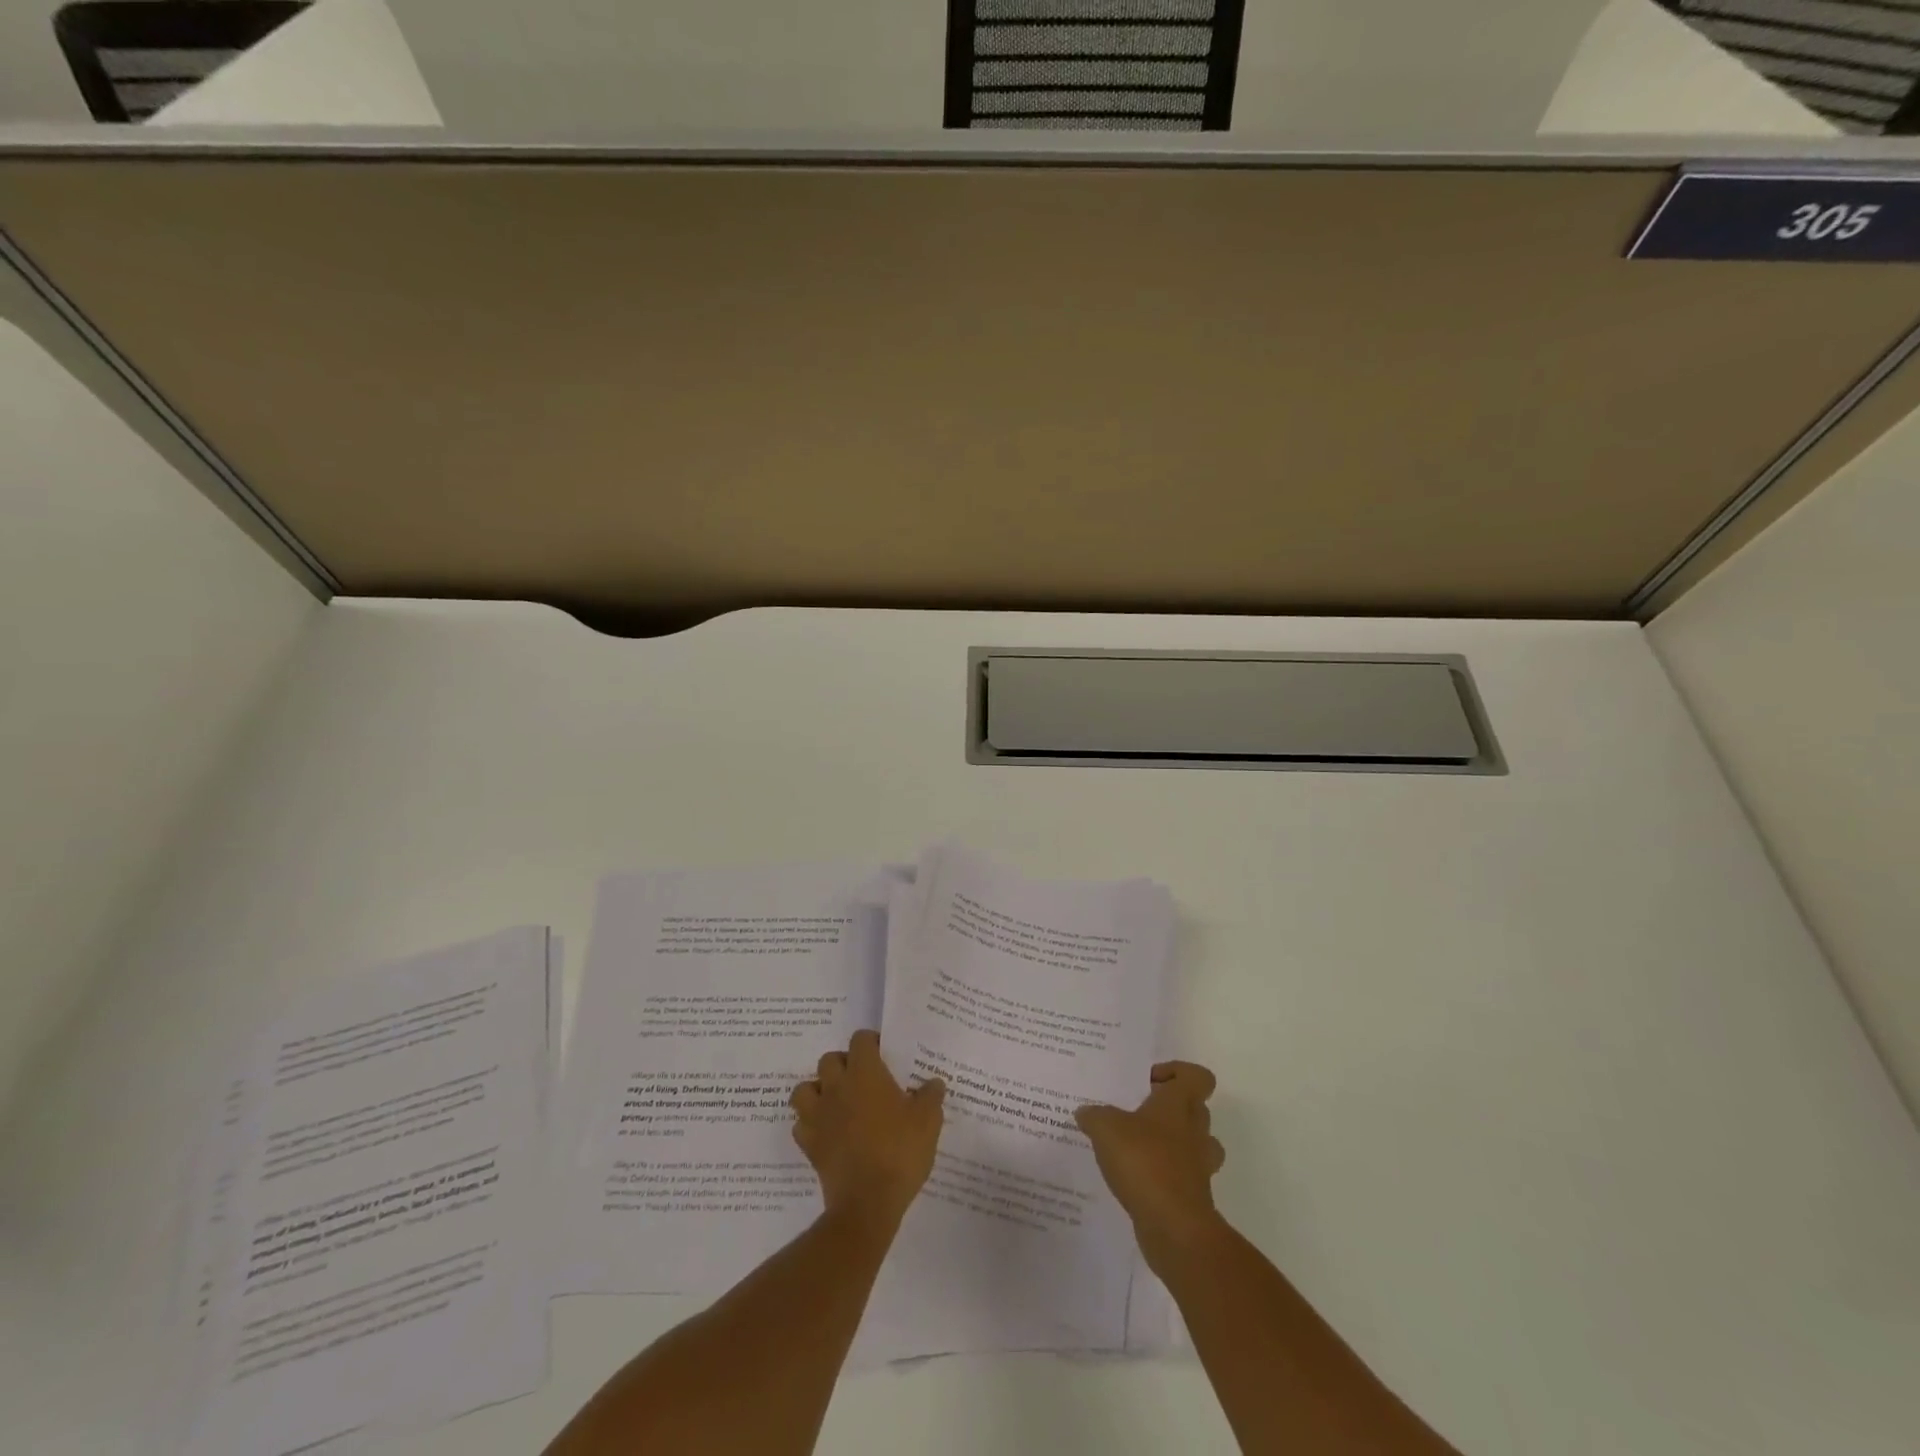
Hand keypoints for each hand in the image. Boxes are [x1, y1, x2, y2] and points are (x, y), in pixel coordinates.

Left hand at [790, 1030, 945, 1229]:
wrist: (868, 1203)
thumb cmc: (900, 1151)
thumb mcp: (928, 1121)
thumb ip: (931, 1096)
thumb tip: (933, 1083)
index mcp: (865, 1073)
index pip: (860, 1040)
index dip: (871, 1043)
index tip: (884, 1055)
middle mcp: (836, 1087)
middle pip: (829, 1059)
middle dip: (844, 1064)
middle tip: (862, 1080)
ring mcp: (818, 1115)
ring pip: (804, 1089)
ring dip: (818, 1091)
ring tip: (837, 1102)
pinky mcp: (809, 1144)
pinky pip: (801, 1124)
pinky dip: (810, 1124)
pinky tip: (827, 1132)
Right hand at [1075, 1061, 1225, 1264]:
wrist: (1175, 1229)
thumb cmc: (1145, 1162)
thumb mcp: (1106, 1128)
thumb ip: (1094, 1115)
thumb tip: (1085, 1112)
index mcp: (1179, 1105)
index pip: (1197, 1076)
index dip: (1176, 1072)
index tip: (1148, 1082)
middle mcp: (1195, 1131)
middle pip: (1195, 1108)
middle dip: (1168, 1109)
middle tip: (1136, 1112)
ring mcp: (1198, 1166)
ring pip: (1192, 1144)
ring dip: (1170, 1143)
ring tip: (1136, 1146)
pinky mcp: (1193, 1197)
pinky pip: (1181, 1176)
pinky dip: (1163, 1175)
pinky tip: (1132, 1178)